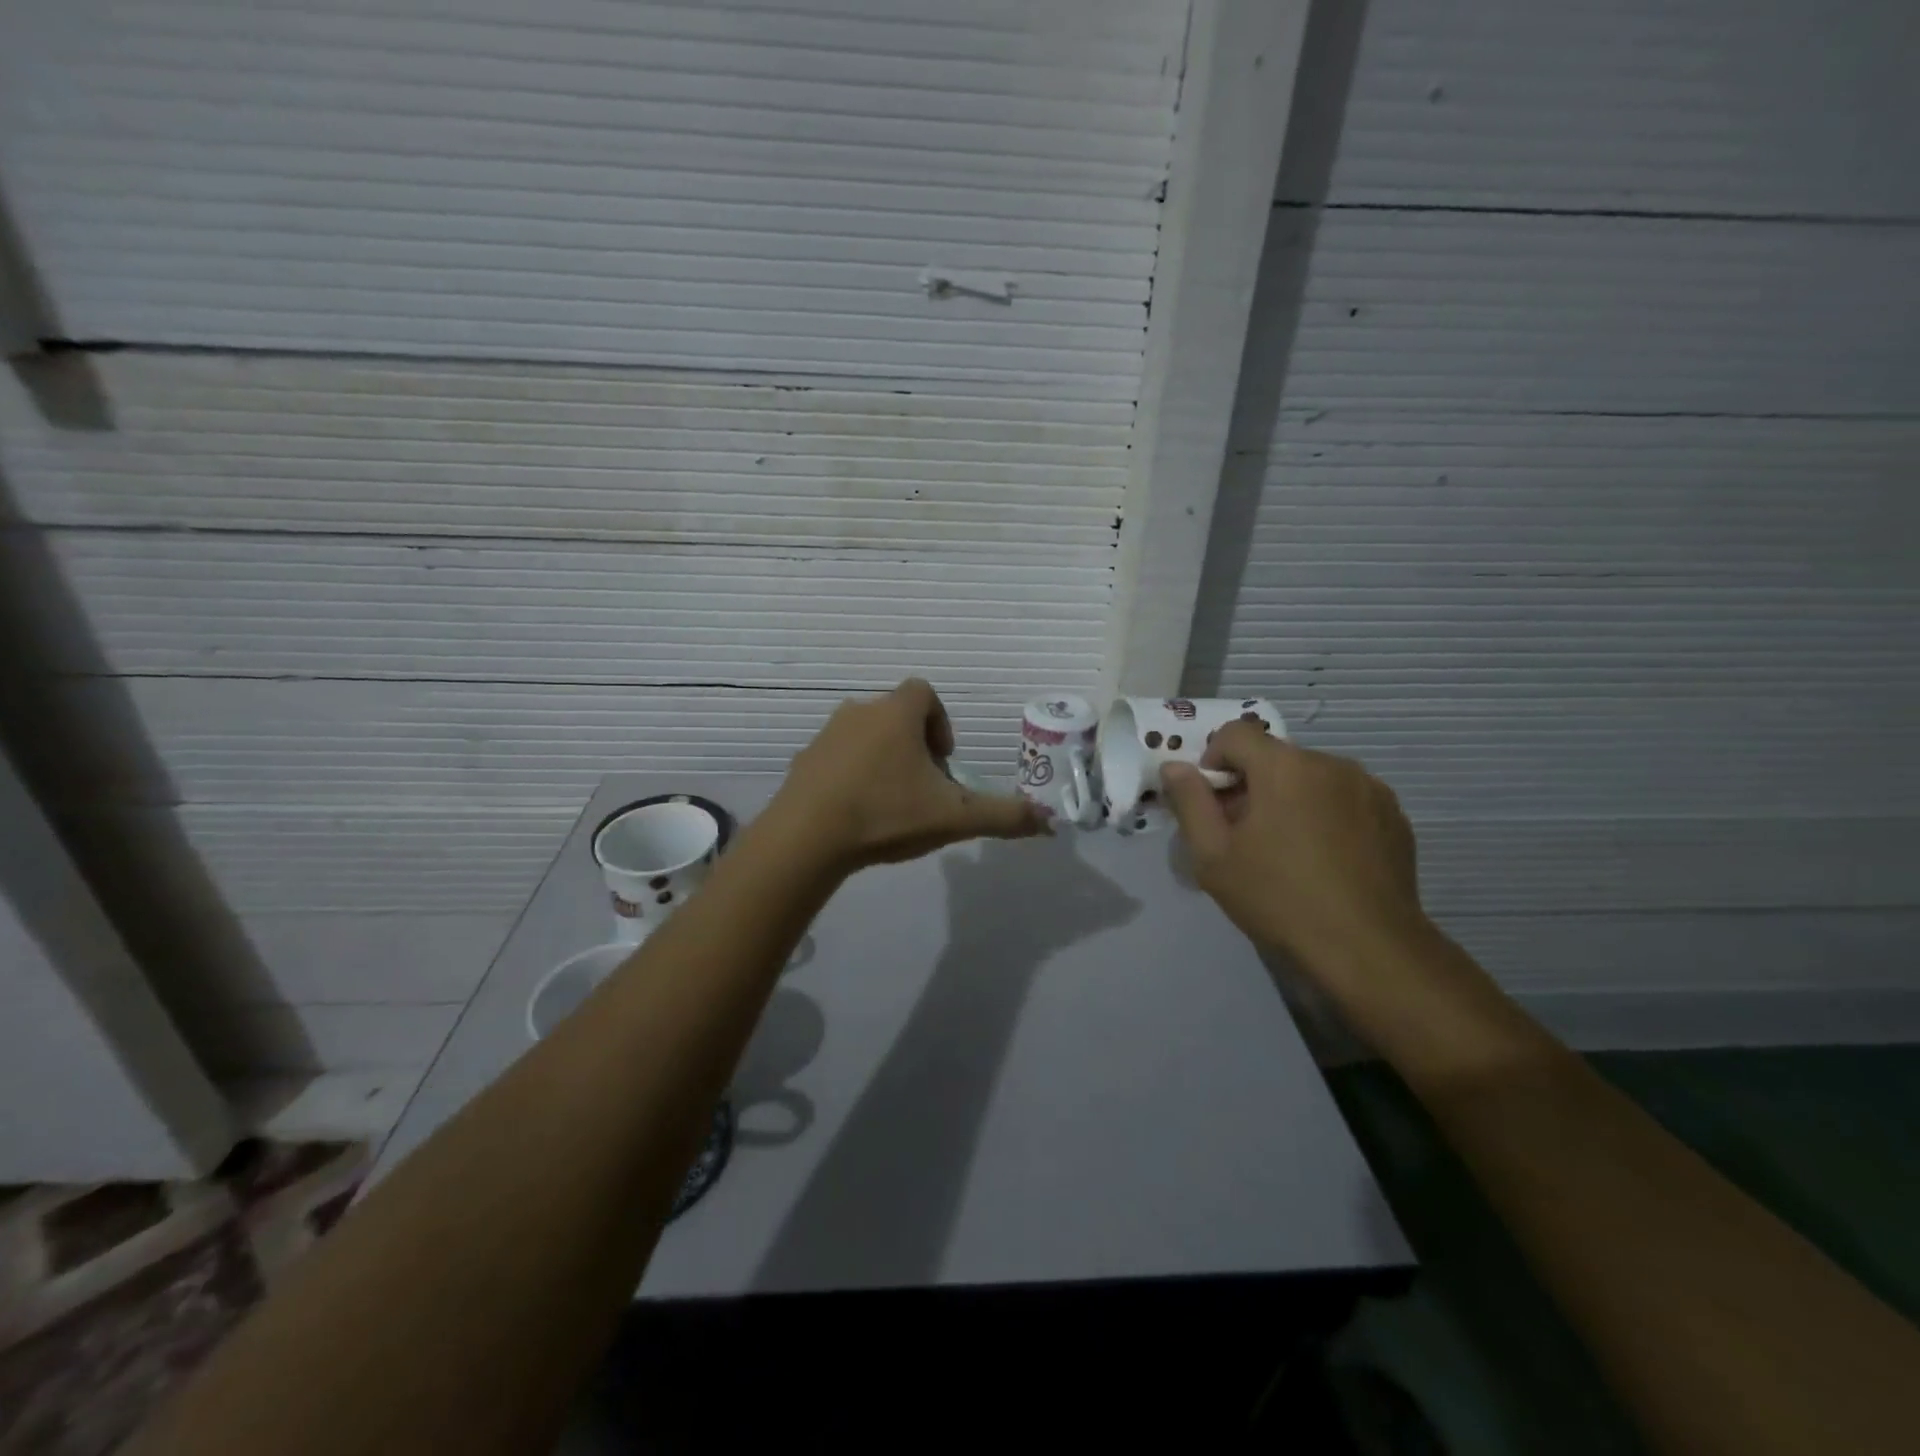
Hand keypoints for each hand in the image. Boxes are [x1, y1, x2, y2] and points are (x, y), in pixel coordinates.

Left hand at [770, 678, 1048, 872]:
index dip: (941, 722)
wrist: (807, 837)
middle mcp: (859, 712)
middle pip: (895, 716)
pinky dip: (851, 776)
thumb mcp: (954, 817)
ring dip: (882, 760)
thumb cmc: (886, 813)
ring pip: (865, 737)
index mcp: (896, 714)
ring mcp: (825, 735)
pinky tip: (856, 814)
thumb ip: (1003, 816)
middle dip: (914, 747)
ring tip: (890, 804)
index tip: (943, 761)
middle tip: (922, 788)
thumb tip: (1049, 823)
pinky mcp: (802, 761)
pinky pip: (836, 759)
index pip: (924, 692)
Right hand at [1162, 724, 1430, 979]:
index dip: (1213, 762)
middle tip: (1246, 836)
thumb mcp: (1213, 855)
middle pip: (1274, 757)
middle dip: (1252, 785)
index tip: (1215, 806)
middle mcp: (1330, 763)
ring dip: (1291, 798)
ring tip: (1289, 851)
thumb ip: (1189, 801)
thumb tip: (1174, 766)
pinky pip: (1344, 798)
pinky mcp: (1393, 815)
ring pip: (1311, 777)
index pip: (1235, 734)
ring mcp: (1369, 788)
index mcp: (1284, 766)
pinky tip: (1326, 860)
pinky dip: (1326, 815)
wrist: (1368, 948)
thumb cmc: (1279, 898)